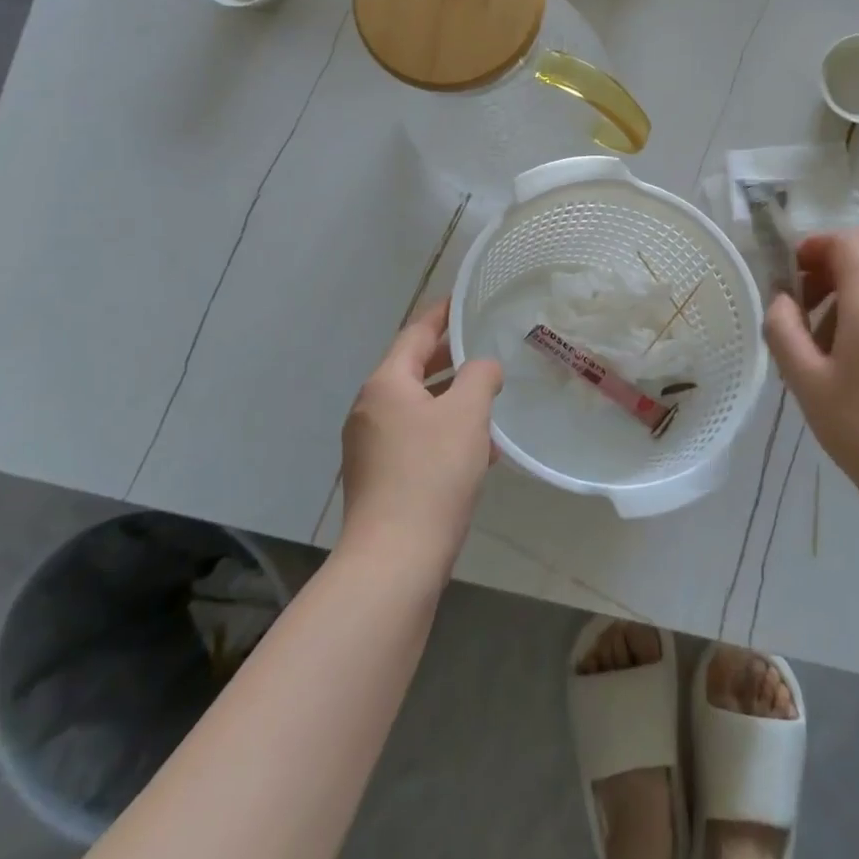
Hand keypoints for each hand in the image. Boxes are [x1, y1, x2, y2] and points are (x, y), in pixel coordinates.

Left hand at [340, 302, 502, 573]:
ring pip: (417, 408)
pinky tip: (478, 451)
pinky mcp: (378, 477)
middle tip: (484, 348)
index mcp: (385, 385)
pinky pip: (414, 439)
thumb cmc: (432, 473)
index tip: (462, 300)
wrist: (395, 557)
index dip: (441, 315)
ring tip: (489, 402)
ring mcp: (369, 446)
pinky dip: (443, 433)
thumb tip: (483, 368)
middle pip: (414, 370)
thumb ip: (480, 377)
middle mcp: (370, 410)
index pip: (416, 335)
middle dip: (451, 360)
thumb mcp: (467, 414)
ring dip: (451, 401)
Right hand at [762, 230, 858, 523]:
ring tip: (820, 342)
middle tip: (800, 307)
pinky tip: (850, 362)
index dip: (816, 246)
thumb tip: (780, 300)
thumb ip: (784, 331)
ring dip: (845, 295)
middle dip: (827, 270)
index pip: (850, 242)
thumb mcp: (806, 382)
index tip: (791, 273)